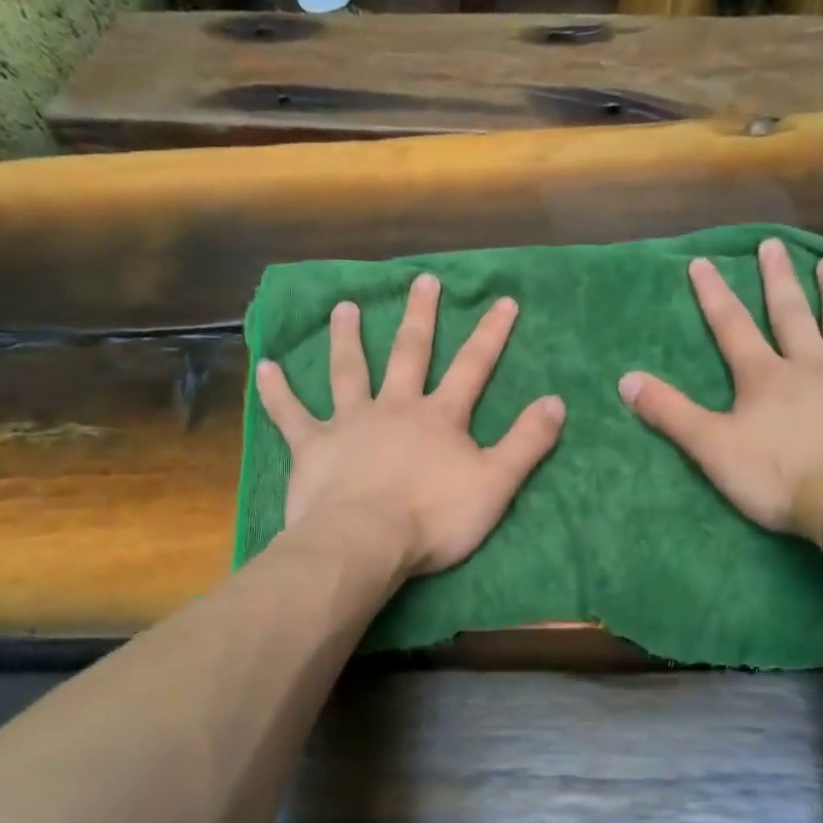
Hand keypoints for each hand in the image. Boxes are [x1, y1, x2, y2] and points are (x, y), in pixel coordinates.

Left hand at [256, 273, 564, 575]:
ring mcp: (350, 422)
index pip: (473, 366)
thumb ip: (527, 442)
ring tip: (344, 307)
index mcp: (439, 417)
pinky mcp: (313, 446)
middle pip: (409, 353)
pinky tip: (265, 367)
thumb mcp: (496, 483)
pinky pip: (291, 414)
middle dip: (419, 316)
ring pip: (348, 371)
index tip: (504, 300)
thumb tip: (557, 402)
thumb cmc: (434, 517)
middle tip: (422, 280)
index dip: (491, 333)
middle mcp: (395, 407)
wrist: (366, 541)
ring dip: (347, 338)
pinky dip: (277, 391)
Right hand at [619, 237, 822, 534]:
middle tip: (774, 245)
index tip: (703, 262)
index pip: (732, 327)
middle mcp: (811, 365)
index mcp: (765, 377)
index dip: (714, 295)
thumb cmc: (780, 478)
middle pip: (791, 315)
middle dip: (778, 280)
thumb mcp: (712, 449)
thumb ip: (670, 413)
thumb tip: (625, 379)